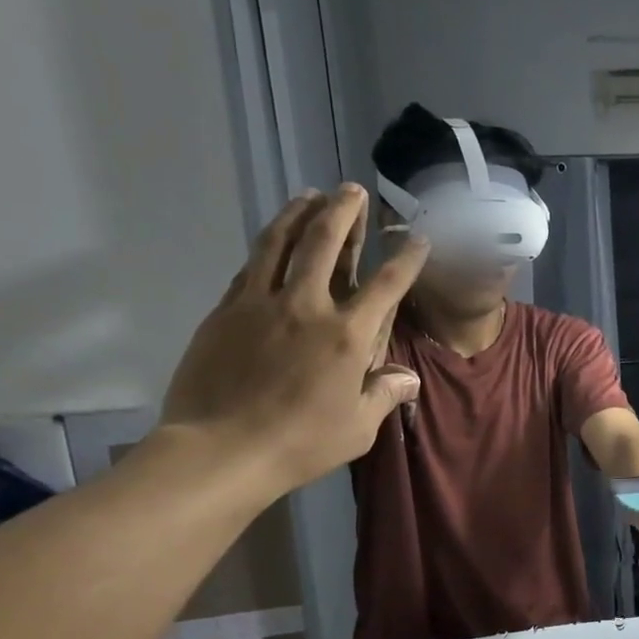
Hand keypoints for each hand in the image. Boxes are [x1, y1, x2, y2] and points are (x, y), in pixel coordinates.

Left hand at [159, 186, 427, 498]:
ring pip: (279, 242)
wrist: (220, 450)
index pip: (386, 286)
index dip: (405, 258)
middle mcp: (306, 307)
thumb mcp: (358, 428)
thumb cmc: (300, 443)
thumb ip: (384, 395)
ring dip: (298, 213)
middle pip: (325, 243)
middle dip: (343, 211)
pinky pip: (250, 268)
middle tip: (351, 189)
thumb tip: (409, 379)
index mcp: (346, 336)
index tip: (418, 238)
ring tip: (310, 194)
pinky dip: (266, 247)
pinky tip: (271, 241)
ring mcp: (260, 304)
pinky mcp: (225, 311)